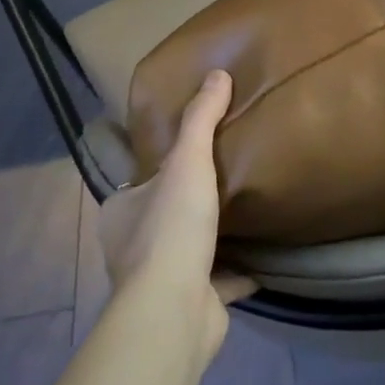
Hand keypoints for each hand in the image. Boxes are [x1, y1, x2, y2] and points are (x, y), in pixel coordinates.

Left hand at [96, 69, 254, 364]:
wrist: (175, 311)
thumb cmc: (171, 229)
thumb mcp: (188, 161)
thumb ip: (201, 119)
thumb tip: (217, 74)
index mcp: (121, 213)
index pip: (138, 183)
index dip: (160, 169)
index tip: (190, 156)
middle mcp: (132, 248)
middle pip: (164, 216)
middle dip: (187, 203)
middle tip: (225, 180)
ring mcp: (160, 281)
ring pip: (188, 251)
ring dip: (211, 239)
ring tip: (245, 214)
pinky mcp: (190, 305)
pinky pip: (217, 282)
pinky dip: (236, 273)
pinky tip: (262, 258)